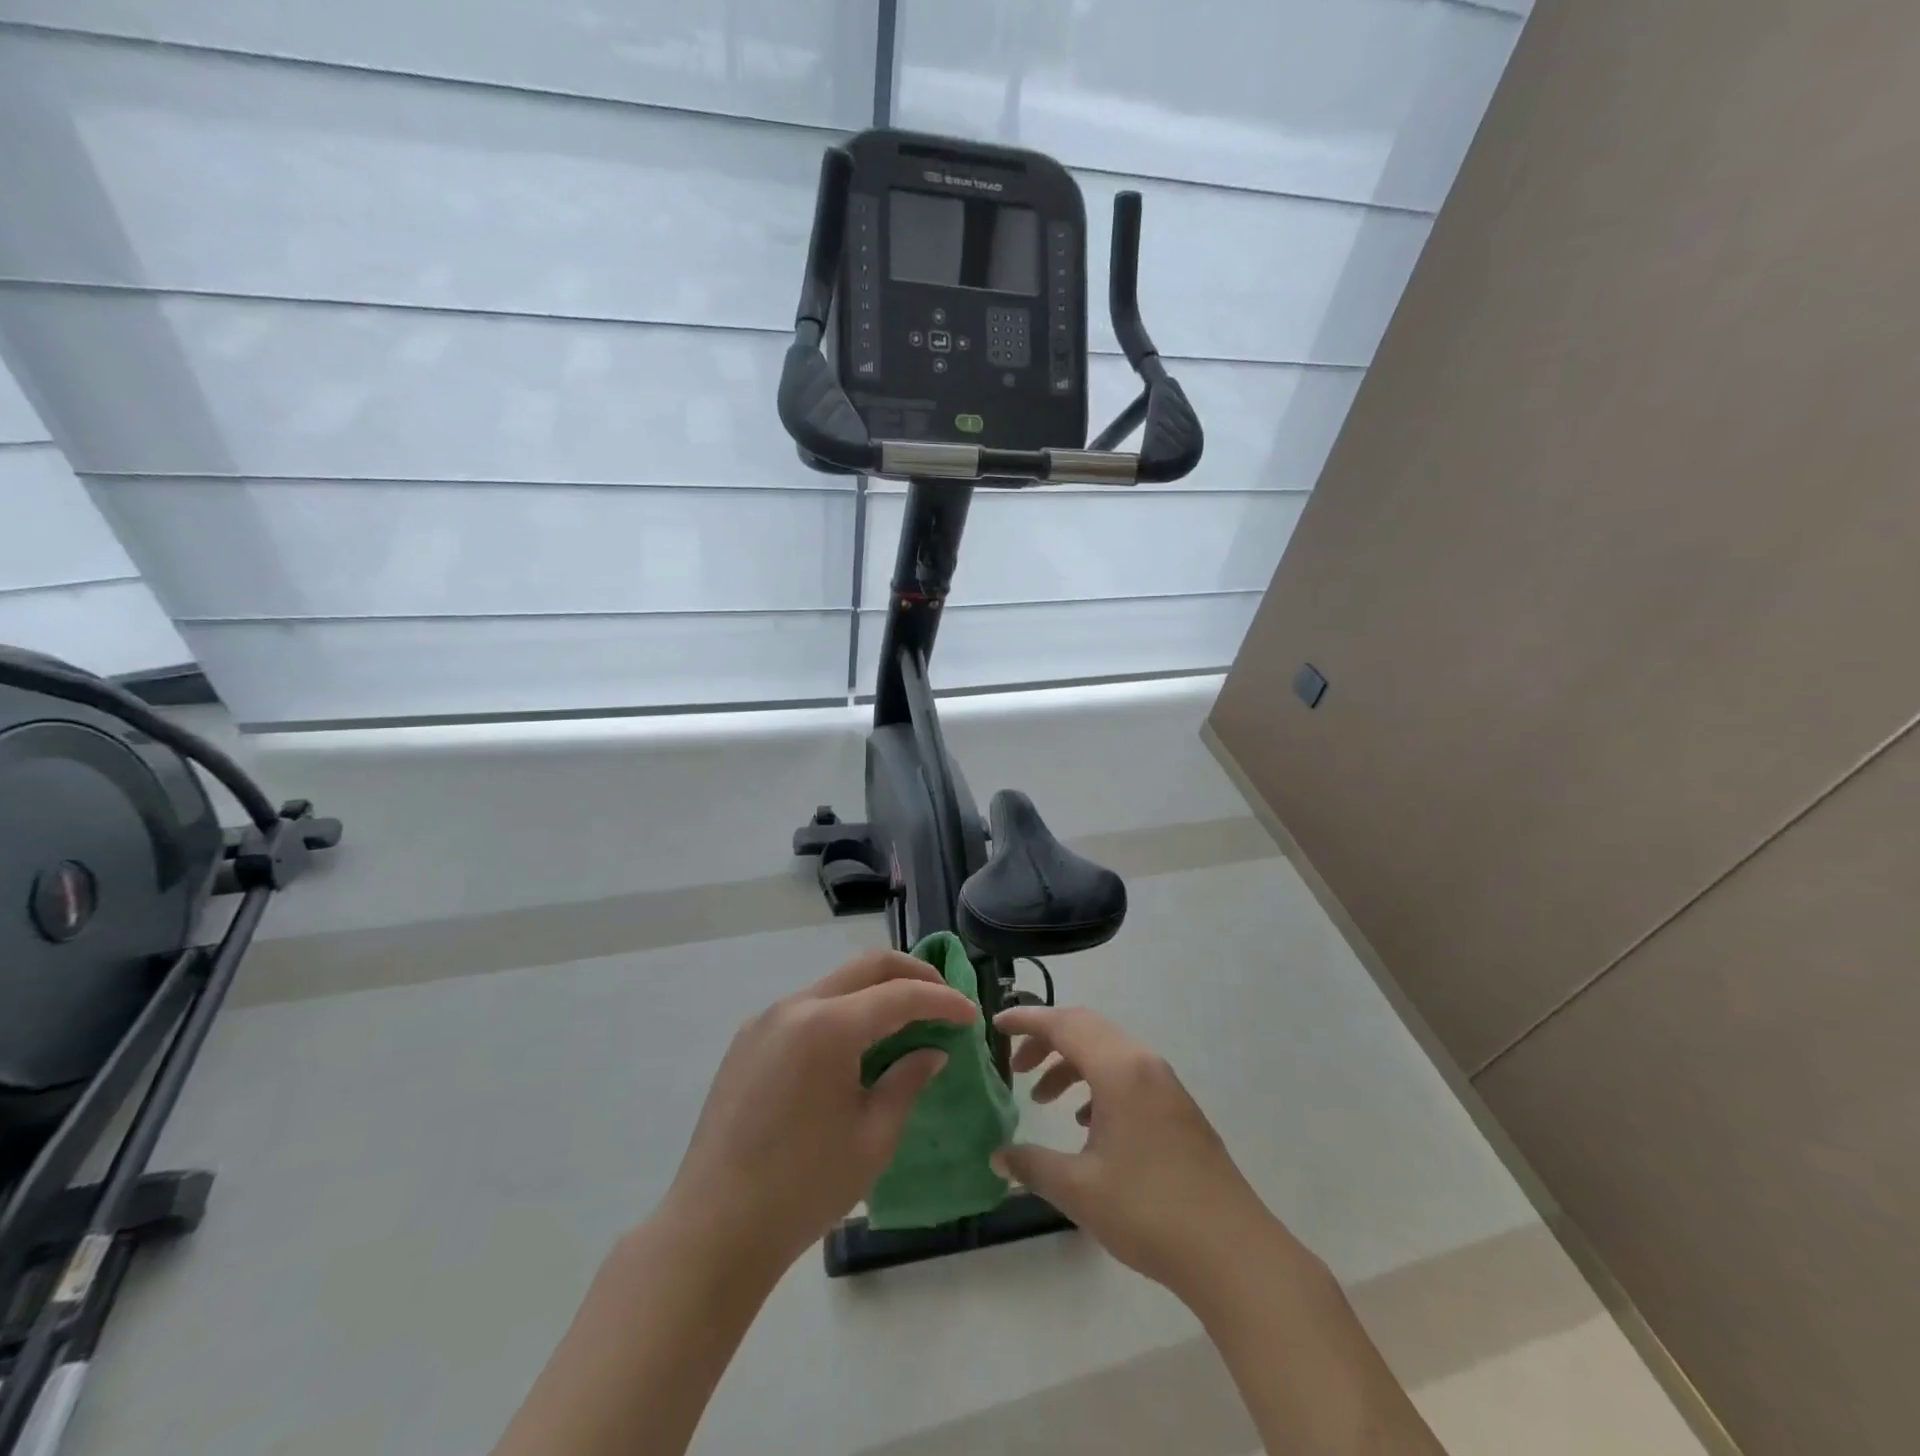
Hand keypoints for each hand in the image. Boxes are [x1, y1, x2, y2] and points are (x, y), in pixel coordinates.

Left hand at [657, 950, 976, 1274]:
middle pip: (866, 966)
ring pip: (834, 984)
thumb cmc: (803, 1188)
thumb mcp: (873, 1137)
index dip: (943, 1000)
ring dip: (875, 993)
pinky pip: (806, 1009)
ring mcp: (765, 1019)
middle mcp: (795, 1006)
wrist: (713, 1230)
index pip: (900, 994)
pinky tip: (854, 1047)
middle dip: (913, 974)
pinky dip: (841, 1012)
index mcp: (828, 1027)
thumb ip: (907, 1080)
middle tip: (944, 998)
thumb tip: (932, 1050)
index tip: (971, 1014)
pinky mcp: (747, 1040)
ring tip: (904, 1023)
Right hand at [993, 1006, 1290, 1300]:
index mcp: (1118, 1069)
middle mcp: (1143, 1063)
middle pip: (1086, 1028)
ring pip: (1107, 1051)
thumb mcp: (1079, 1189)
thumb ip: (1032, 1165)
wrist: (1232, 1251)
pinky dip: (1097, 1083)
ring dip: (1071, 1063)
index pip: (1064, 1024)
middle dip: (1046, 1040)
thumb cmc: (1148, 1211)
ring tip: (1044, 1099)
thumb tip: (997, 1156)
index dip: (1027, 1020)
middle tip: (1016, 1066)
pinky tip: (1087, 1123)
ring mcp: (1165, 1084)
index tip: (996, 1025)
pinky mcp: (1177, 1107)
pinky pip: (1126, 1074)